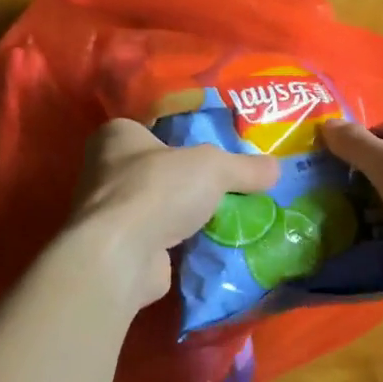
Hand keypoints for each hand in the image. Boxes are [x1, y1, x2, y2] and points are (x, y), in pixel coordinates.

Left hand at [68, 118, 280, 309]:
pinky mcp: (121, 248)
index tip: (217, 145)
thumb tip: (276, 169)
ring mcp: (111, 212)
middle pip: (161, 167)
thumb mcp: (214, 167)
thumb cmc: (158, 189)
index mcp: (118, 135)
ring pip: (161, 205)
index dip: (186, 133)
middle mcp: (106, 170)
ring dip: (187, 213)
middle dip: (191, 178)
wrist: (121, 256)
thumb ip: (245, 166)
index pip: (156, 125)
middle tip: (230, 182)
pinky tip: (212, 244)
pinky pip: (161, 238)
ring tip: (229, 215)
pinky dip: (182, 242)